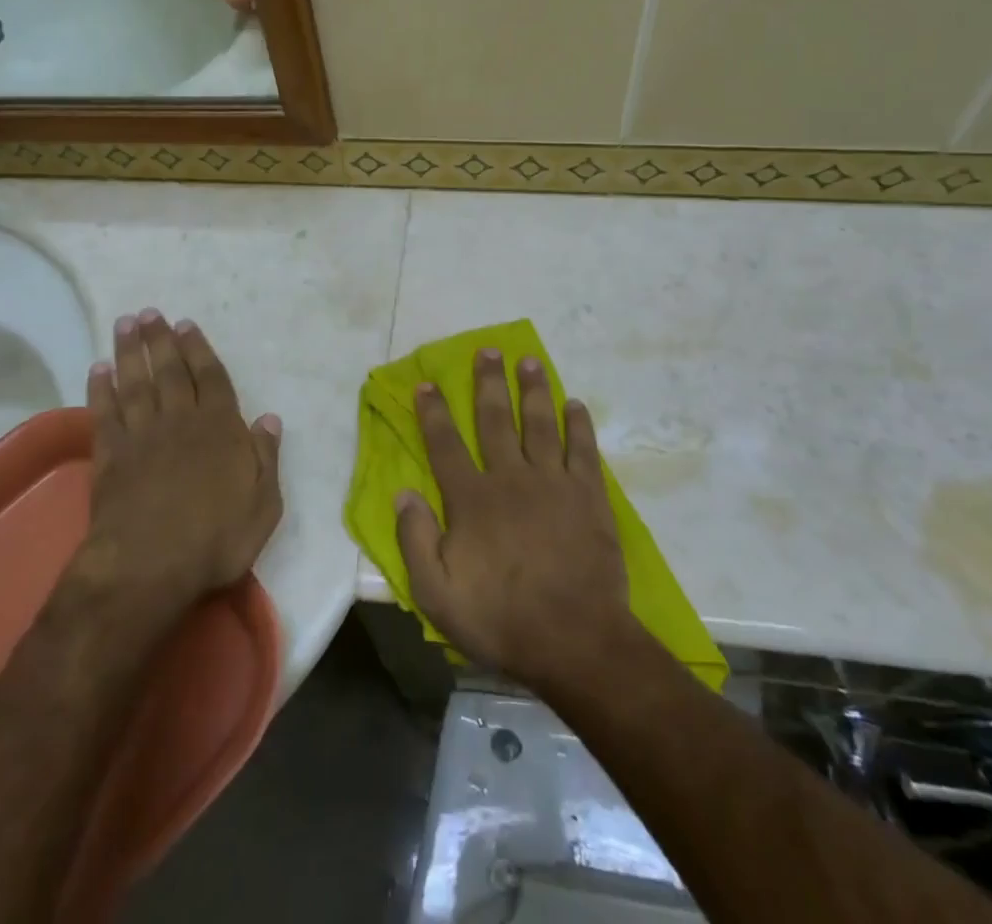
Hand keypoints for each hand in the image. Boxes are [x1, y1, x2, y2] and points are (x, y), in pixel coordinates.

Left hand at [78, 309, 282, 610]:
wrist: (149, 566)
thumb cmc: (216, 538)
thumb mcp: (263, 504)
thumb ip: (266, 457)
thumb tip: (268, 418)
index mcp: (220, 428)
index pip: (211, 378)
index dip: (199, 350)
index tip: (186, 324)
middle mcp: (180, 421)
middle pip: (170, 371)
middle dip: (161, 340)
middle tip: (150, 313)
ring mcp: (142, 436)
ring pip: (136, 383)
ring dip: (130, 352)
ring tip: (125, 324)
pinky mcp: (109, 457)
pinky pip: (105, 414)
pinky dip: (100, 390)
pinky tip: (98, 370)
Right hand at [395, 351, 631, 689]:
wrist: (576, 640)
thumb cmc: (501, 619)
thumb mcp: (437, 593)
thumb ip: (415, 539)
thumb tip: (402, 491)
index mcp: (472, 499)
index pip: (445, 444)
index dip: (433, 412)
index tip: (427, 383)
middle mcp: (510, 478)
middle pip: (495, 419)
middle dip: (488, 382)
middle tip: (487, 351)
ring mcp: (553, 483)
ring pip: (539, 423)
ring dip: (533, 389)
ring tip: (529, 361)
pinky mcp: (588, 495)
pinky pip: (582, 449)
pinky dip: (578, 424)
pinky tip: (575, 404)